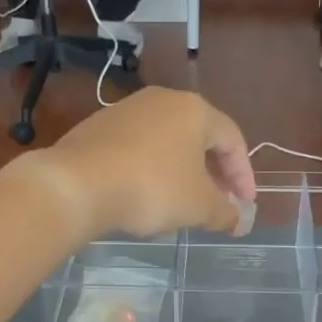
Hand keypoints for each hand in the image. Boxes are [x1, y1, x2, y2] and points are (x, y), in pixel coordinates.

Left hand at [39, 89, 254, 240]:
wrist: (77, 184)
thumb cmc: (151, 189)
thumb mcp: (198, 206)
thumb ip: (225, 213)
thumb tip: (240, 221)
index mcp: (195, 110)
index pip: (233, 140)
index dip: (244, 175)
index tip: (244, 205)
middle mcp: (163, 100)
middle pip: (200, 137)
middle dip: (214, 173)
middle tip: (219, 203)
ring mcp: (127, 110)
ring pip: (168, 142)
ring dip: (183, 171)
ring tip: (183, 202)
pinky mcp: (99, 126)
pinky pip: (139, 148)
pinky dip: (152, 169)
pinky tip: (147, 194)